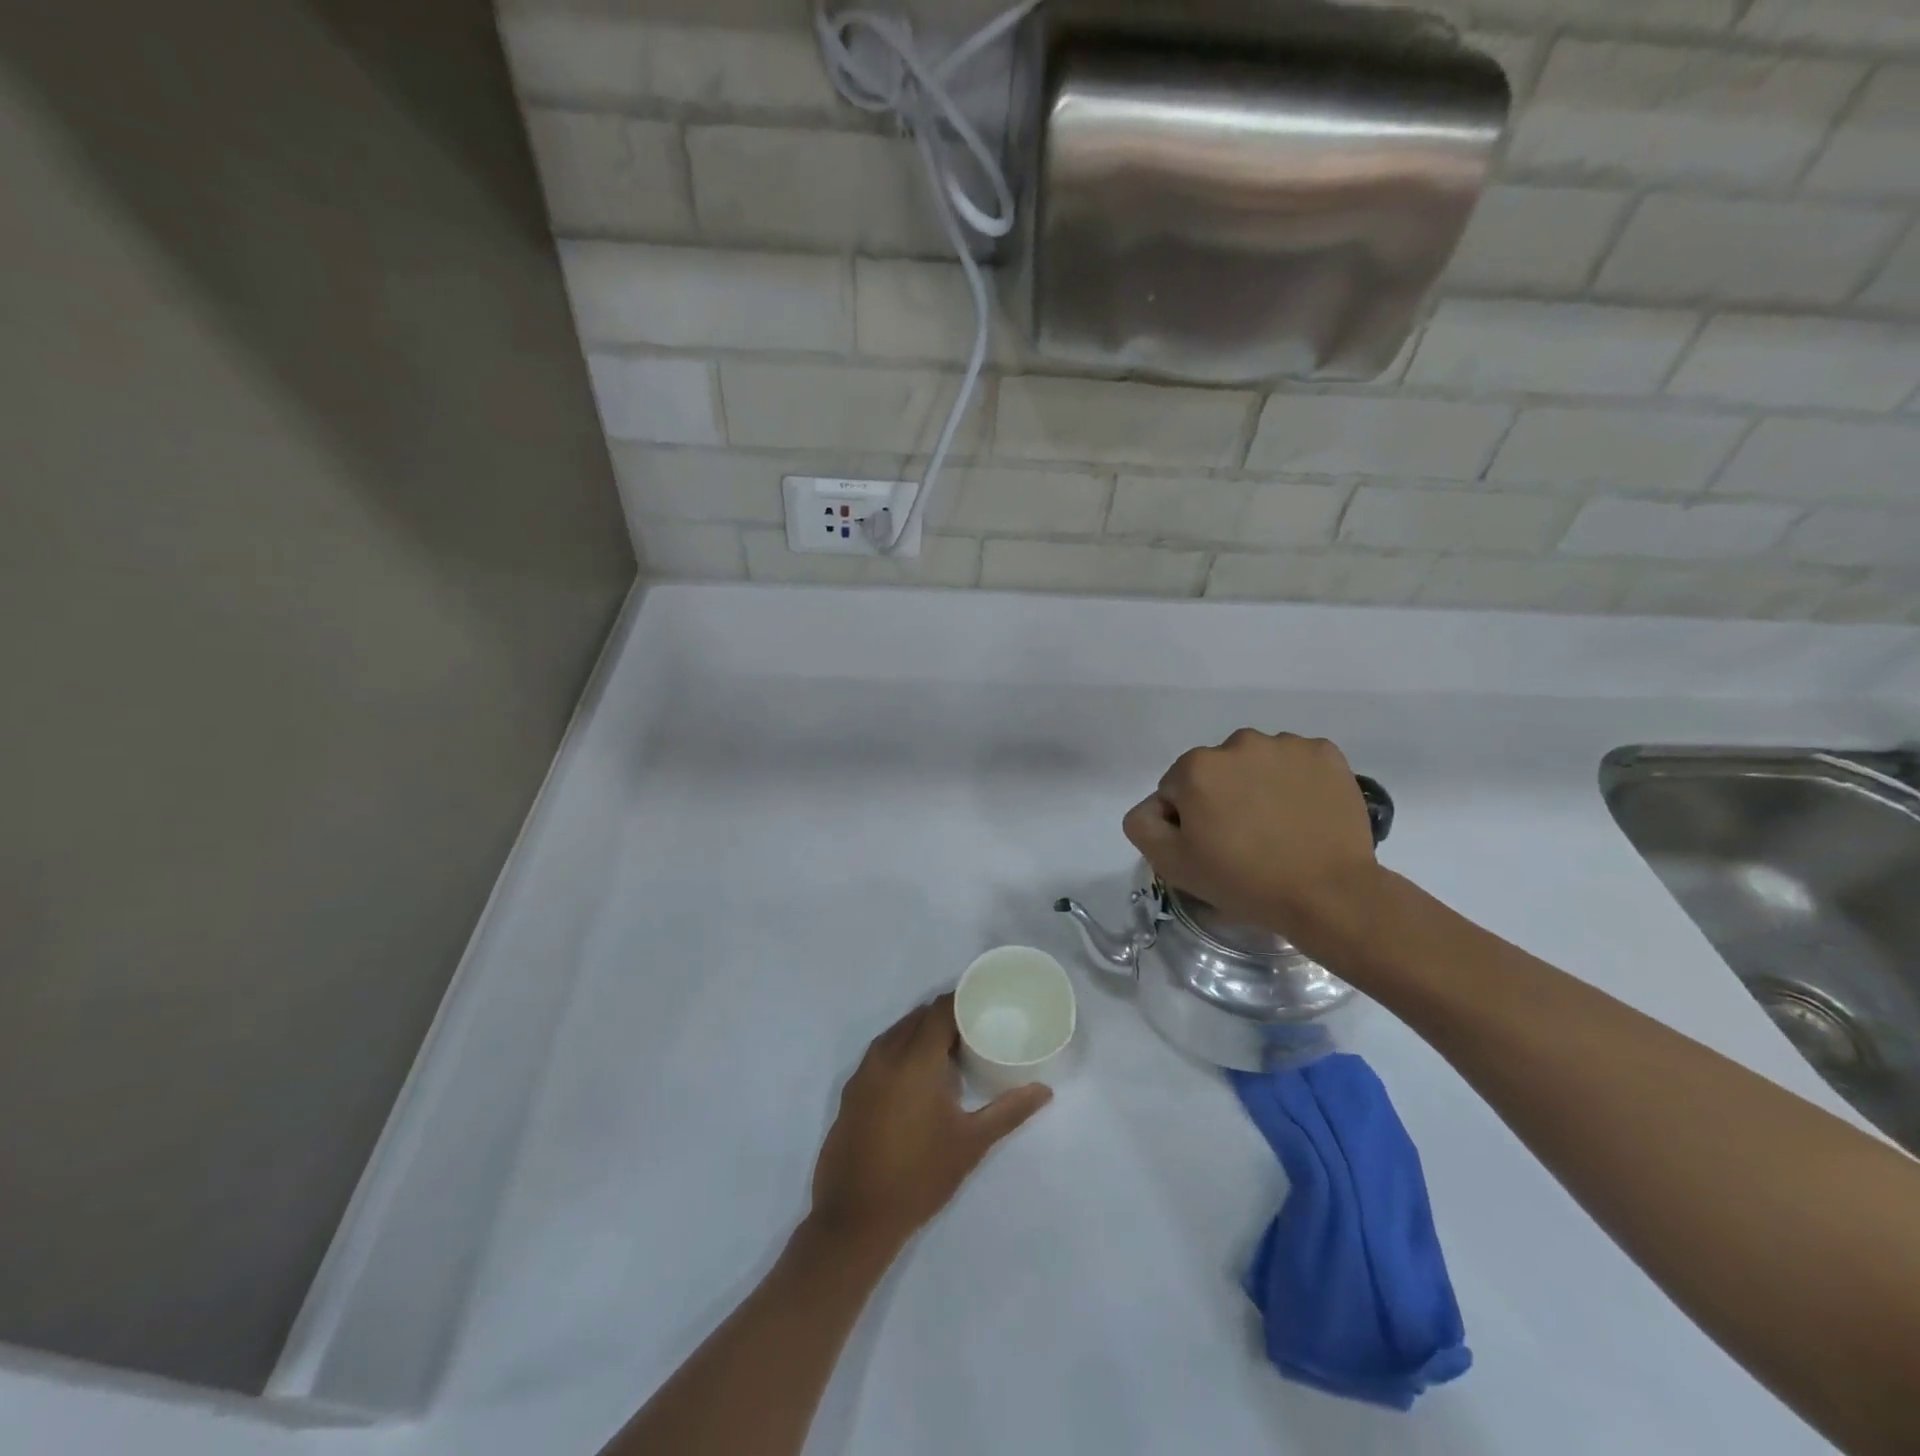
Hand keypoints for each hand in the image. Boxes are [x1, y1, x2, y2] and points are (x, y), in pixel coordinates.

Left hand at [809, 995, 1050, 1250]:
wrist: (856, 1218)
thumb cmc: (920, 1176)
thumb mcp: (971, 1143)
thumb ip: (1009, 1111)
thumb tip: (1044, 1090)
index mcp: (915, 1060)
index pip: (939, 1010)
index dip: (961, 1000)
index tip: (985, 1003)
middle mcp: (885, 1055)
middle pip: (917, 1017)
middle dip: (944, 1016)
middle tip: (974, 1028)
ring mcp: (863, 1072)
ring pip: (896, 1033)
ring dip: (921, 1033)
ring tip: (950, 1050)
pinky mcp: (851, 1090)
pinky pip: (880, 1053)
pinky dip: (900, 1050)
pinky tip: (917, 1076)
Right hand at [1122, 729, 1382, 944]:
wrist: (1329, 894)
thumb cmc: (1244, 880)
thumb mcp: (1171, 864)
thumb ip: (1143, 824)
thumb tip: (1157, 806)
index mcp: (1196, 767)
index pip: (1176, 789)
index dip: (1188, 820)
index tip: (1210, 847)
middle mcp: (1238, 742)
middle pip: (1217, 771)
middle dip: (1223, 797)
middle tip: (1243, 839)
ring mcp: (1287, 745)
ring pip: (1257, 764)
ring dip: (1259, 786)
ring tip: (1278, 828)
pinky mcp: (1326, 754)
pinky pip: (1297, 763)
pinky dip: (1296, 782)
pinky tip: (1304, 814)